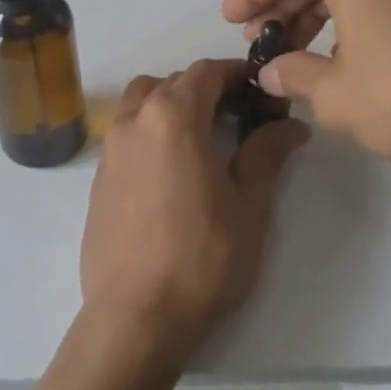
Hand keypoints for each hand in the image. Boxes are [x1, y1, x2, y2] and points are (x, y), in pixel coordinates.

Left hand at [80, 60, 309, 363]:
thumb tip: (291, 126)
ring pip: (141, 101)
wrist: (136, 317)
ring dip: (171, 103)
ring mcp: (110, 148)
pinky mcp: (99, 177)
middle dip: (206, 88)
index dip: (235, 74)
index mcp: (172, 117)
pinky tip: (171, 167)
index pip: (206, 72)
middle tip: (238, 114)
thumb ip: (266, 155)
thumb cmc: (202, 259)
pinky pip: (126, 131)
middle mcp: (134, 120)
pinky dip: (150, 129)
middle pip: (172, 82)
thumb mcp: (248, 206)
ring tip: (200, 135)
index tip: (259, 89)